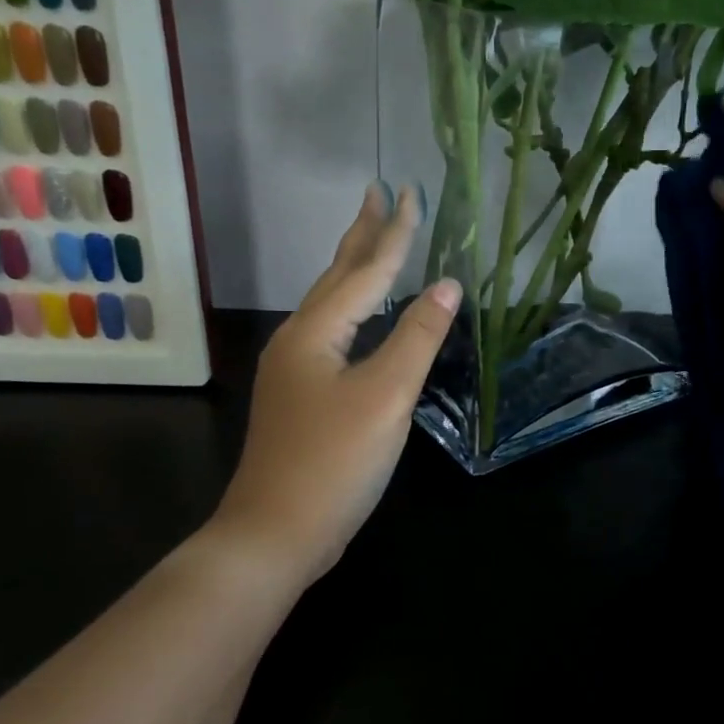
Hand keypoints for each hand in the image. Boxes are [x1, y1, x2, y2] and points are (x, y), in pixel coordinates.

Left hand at [216, 183, 461, 584]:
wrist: (276, 533)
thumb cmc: (334, 461)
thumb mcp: (385, 396)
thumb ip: (417, 337)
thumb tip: (448, 285)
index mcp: (317, 331)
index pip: (367, 270)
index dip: (394, 231)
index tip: (410, 190)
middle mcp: (299, 340)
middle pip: (338, 275)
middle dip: (362, 234)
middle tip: (377, 193)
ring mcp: (296, 370)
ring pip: (332, 304)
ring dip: (356, 268)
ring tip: (374, 241)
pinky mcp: (303, 396)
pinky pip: (334, 332)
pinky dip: (355, 309)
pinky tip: (363, 318)